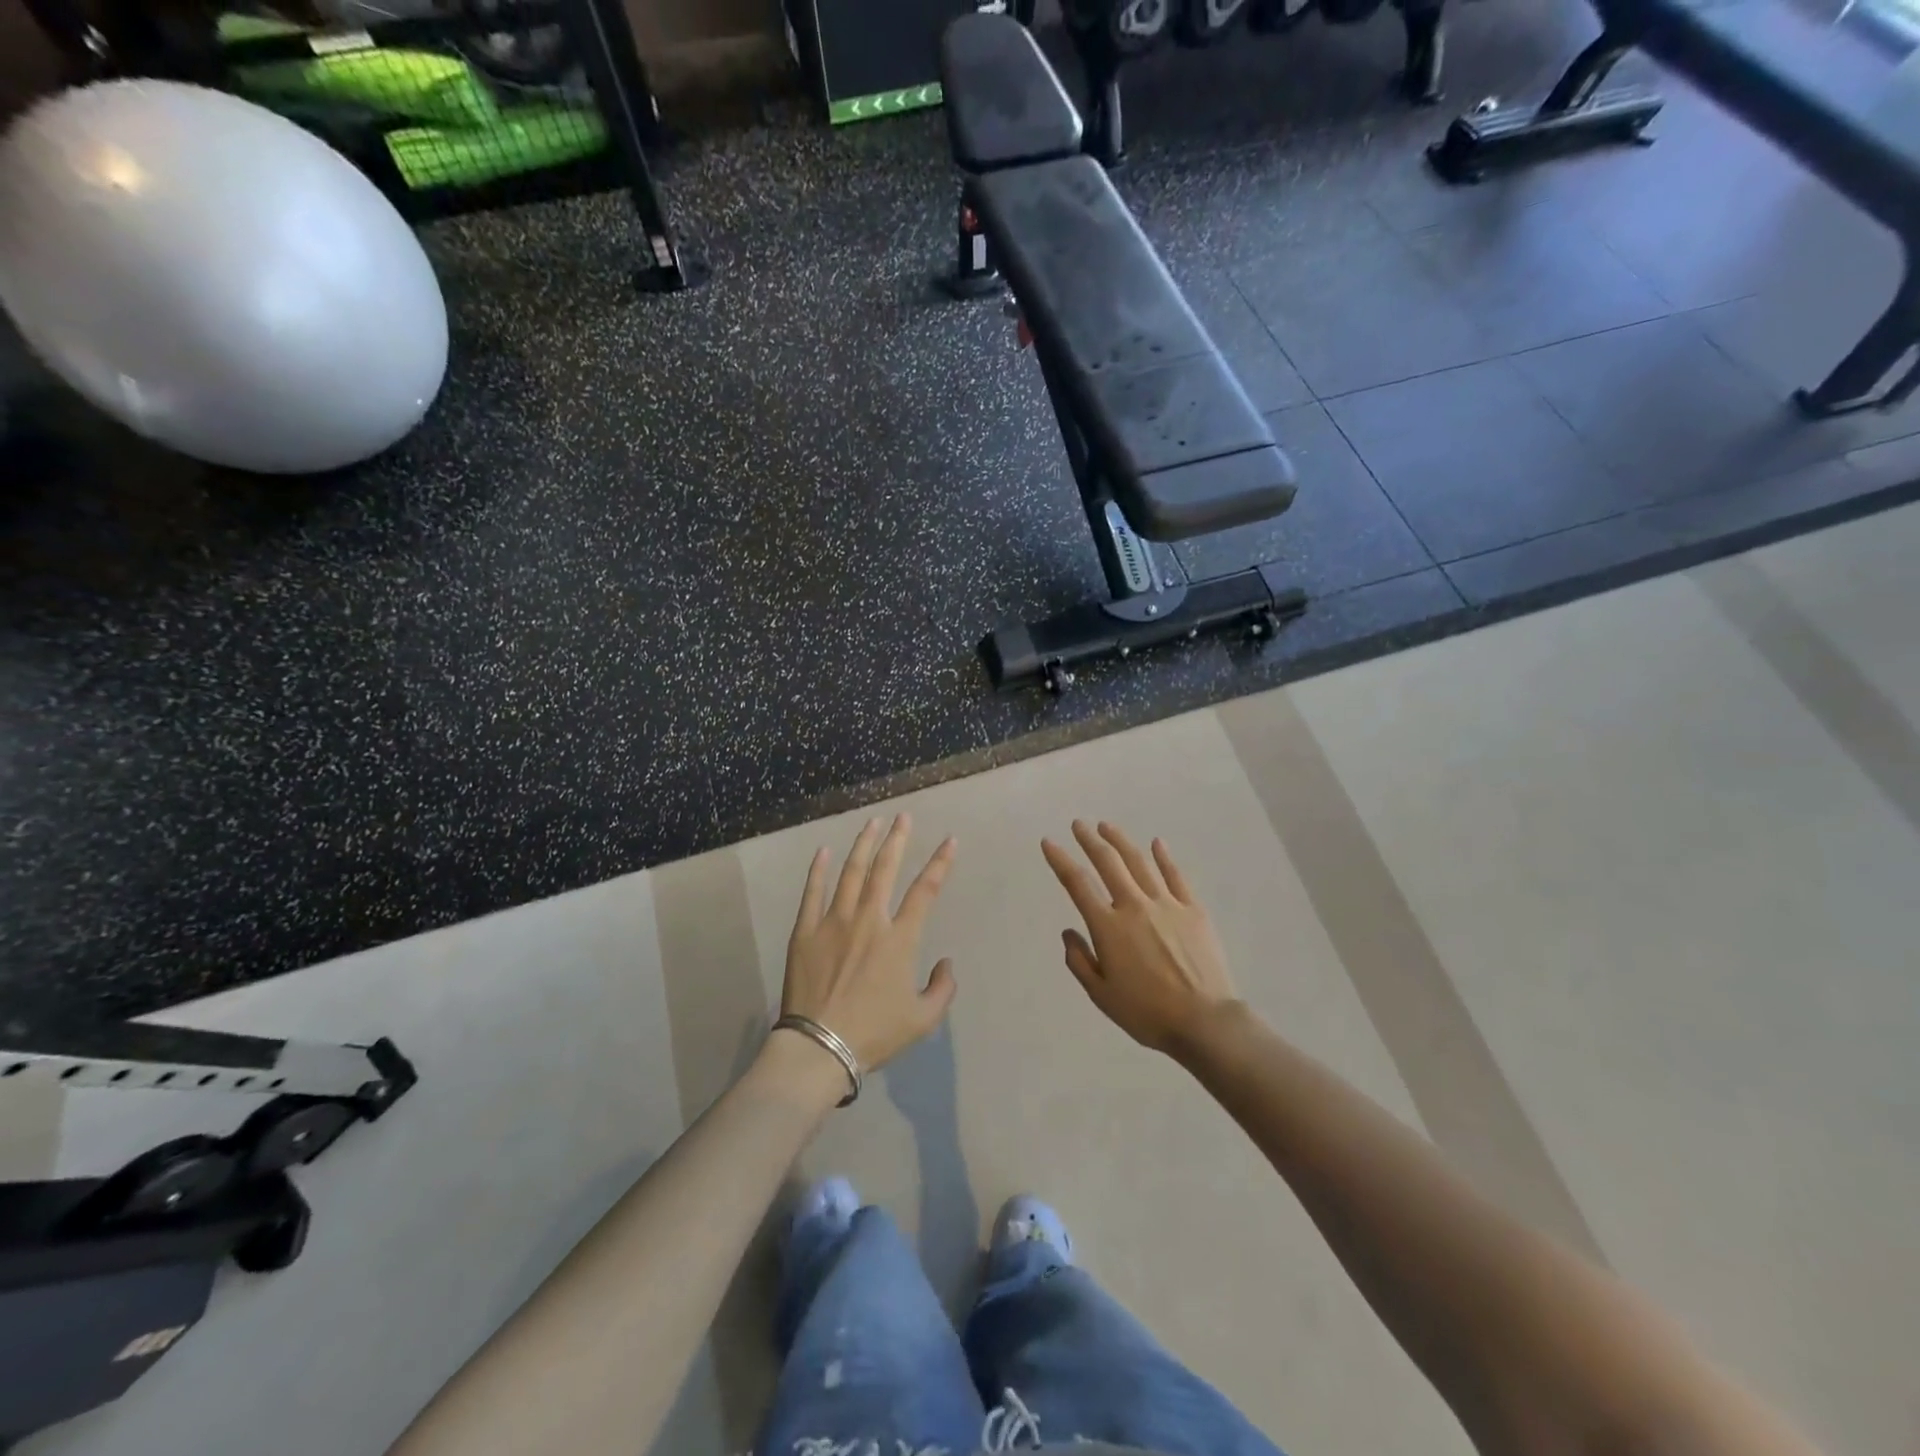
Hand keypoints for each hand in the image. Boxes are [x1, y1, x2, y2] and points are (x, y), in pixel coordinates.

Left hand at [781, 814, 958, 1076]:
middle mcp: (868, 920)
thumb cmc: (874, 1033)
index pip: (925, 891)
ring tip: (872, 823)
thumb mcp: (923, 1020)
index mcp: (899, 939)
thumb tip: (946, 963)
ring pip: (850, 873)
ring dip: (863, 845)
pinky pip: (812, 892)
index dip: (940, 863)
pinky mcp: (805, 931)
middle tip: (903, 816)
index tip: (949, 841)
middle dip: (897, 839)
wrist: (819, 1047)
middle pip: (885, 869)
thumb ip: (942, 988)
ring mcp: (833, 922)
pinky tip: (824, 851)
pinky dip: (819, 870)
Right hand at [1042, 821, 1239, 1057]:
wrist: (1204, 1021)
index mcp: (1108, 927)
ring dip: (1121, 841)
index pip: (1077, 884)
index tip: (1049, 842)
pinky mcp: (1193, 910)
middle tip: (1079, 824)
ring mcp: (1166, 904)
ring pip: (1139, 862)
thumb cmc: (1147, 1013)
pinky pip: (1176, 876)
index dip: (1060, 860)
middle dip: (1090, 840)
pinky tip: (1157, 843)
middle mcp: (1134, 906)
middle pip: (1108, 862)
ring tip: (1107, 827)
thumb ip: (1080, 961)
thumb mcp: (1101, 995)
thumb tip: (1069, 933)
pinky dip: (1164, 857)